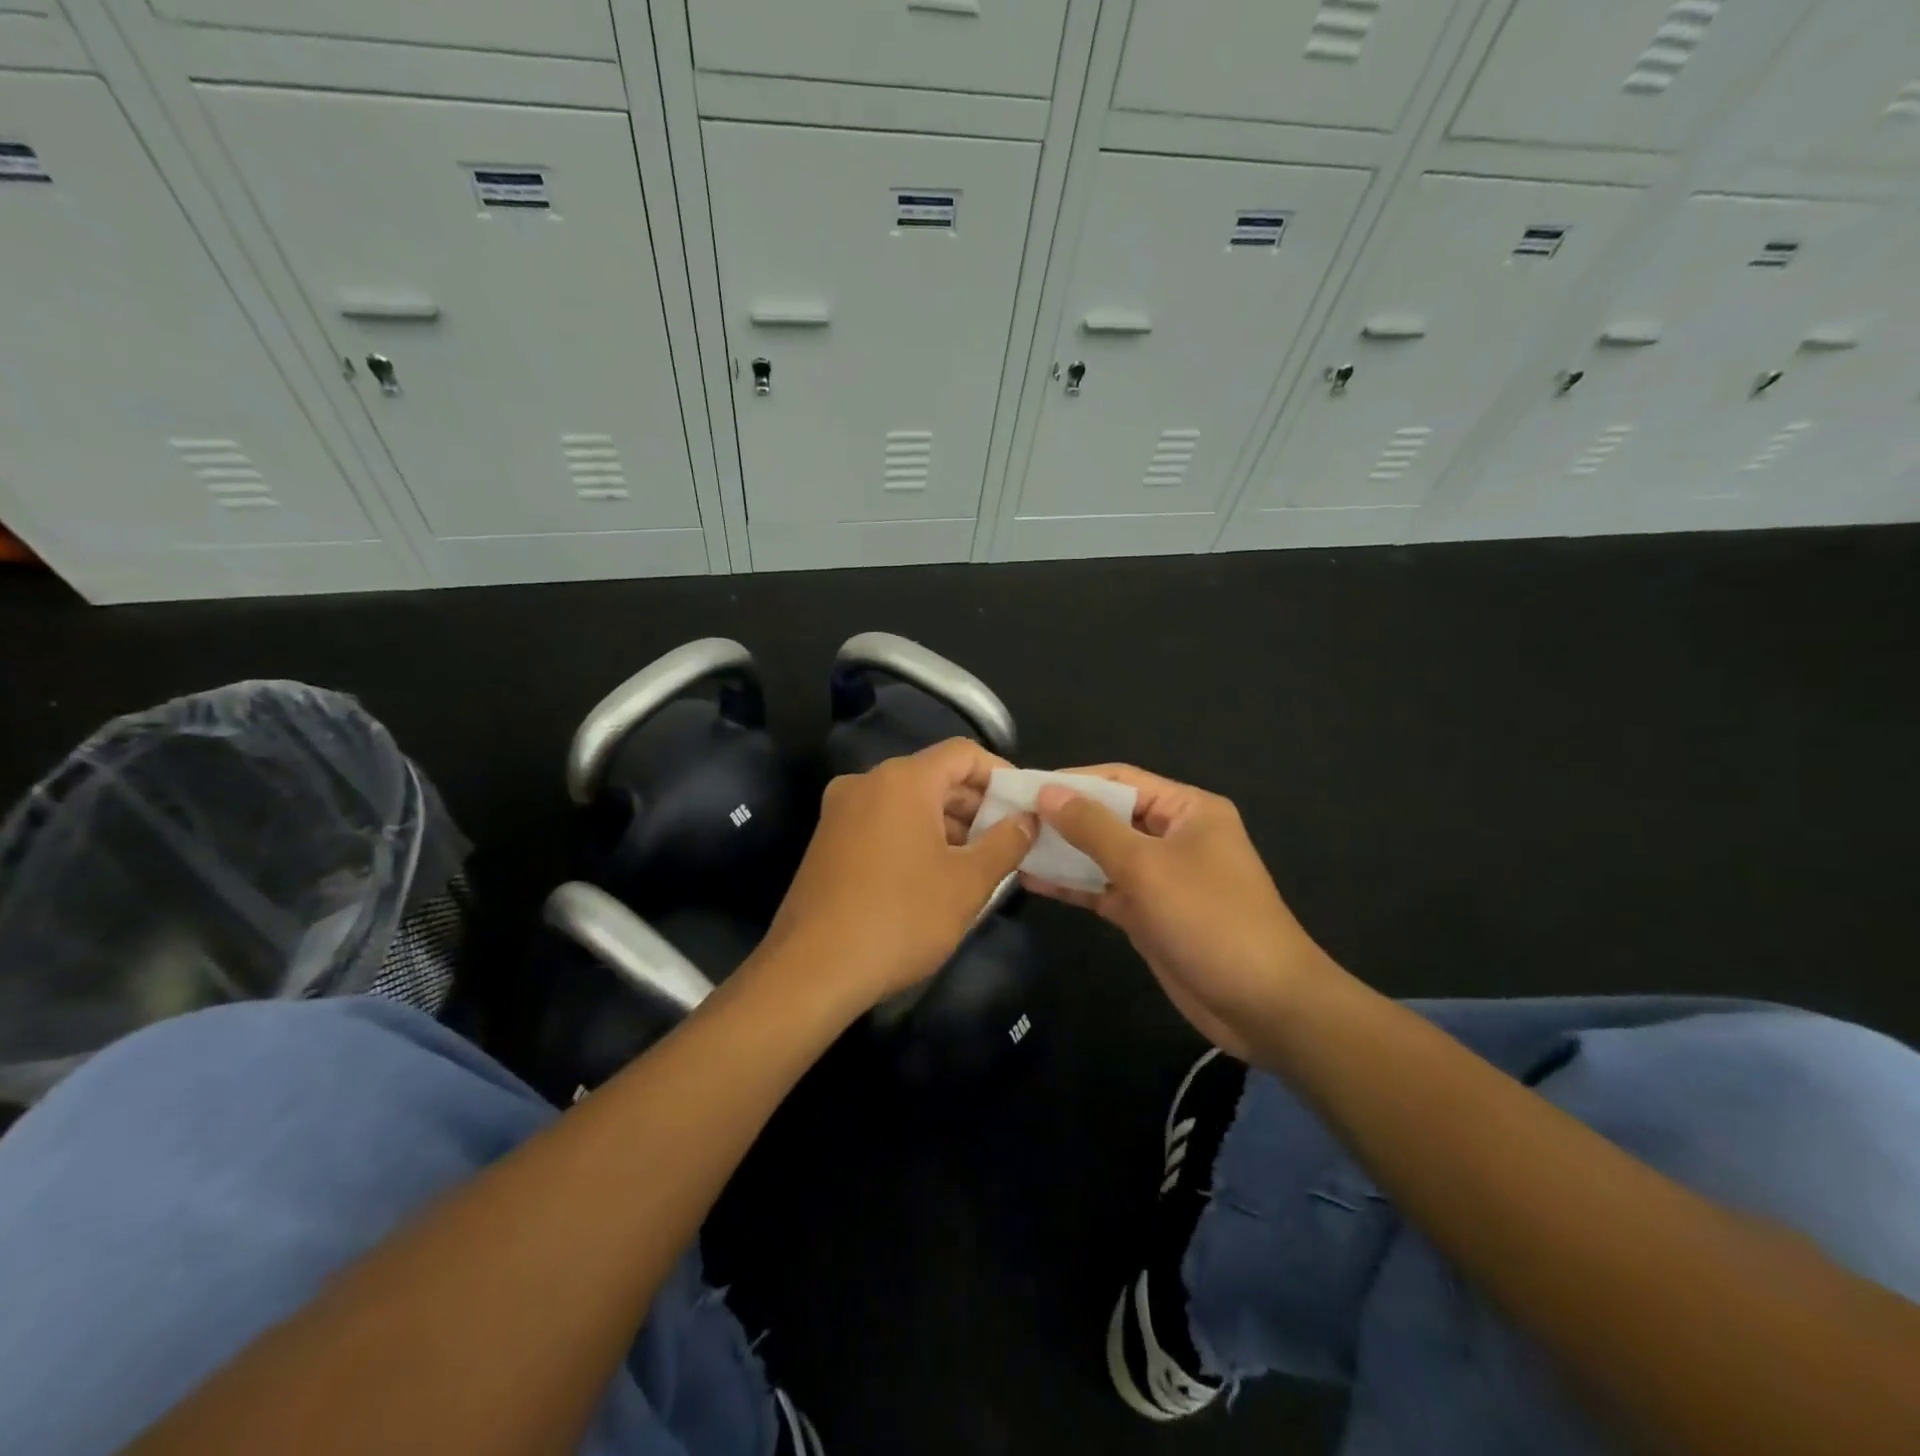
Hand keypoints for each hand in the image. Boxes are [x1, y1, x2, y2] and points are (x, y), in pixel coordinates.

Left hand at [760, 739, 1036, 1011]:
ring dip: (946, 824)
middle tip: (1008, 840)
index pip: (962, 753)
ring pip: (908, 802)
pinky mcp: (827, 840)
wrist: (812, 970)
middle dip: (975, 805)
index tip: (1024, 806)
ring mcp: (841, 811)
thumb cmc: (900, 918)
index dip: (1000, 774)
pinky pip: (882, 823)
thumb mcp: (967, 883)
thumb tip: (1028, 820)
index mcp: (902, 780)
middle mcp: (866, 783)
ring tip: (978, 863)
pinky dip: (914, 836)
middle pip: (934, 776)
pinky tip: (934, 875)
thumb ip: (1006, 843)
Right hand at [1025, 766, 1335, 1059]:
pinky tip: (1031, 880)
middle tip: (1008, 818)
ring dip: (1062, 852)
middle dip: (1062, 817)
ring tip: (1011, 846)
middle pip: (1109, 816)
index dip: (1072, 781)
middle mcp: (1173, 836)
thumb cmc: (1210, 920)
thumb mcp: (1147, 866)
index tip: (1024, 787)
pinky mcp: (1148, 913)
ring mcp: (1160, 877)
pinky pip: (1104, 889)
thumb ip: (1093, 828)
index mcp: (1186, 810)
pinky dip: (1072, 885)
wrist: (1263, 1005)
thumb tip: (1047, 793)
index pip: (1120, 780)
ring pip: (1102, 854)